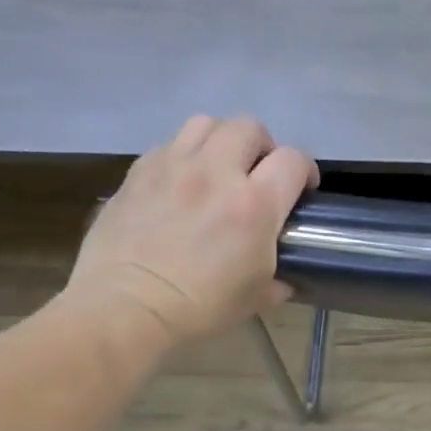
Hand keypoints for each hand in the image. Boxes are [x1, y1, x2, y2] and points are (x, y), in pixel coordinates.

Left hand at [66, 115, 317, 346]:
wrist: (126, 308)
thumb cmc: (200, 307)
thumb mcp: (256, 296)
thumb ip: (278, 277)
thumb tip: (284, 278)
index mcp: (254, 204)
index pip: (293, 160)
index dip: (305, 171)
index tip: (302, 190)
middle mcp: (216, 172)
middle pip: (249, 127)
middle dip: (263, 146)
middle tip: (259, 173)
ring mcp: (173, 166)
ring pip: (206, 123)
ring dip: (221, 140)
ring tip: (220, 167)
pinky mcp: (139, 171)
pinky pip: (169, 144)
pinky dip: (184, 155)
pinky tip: (182, 182)